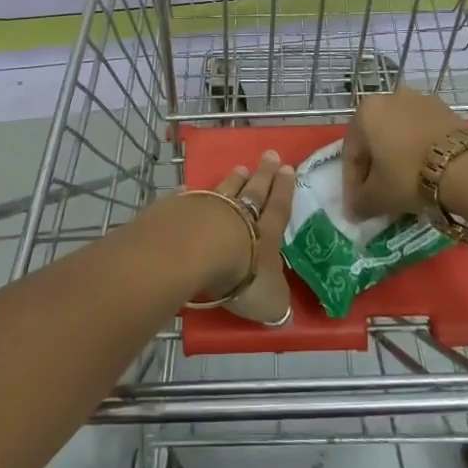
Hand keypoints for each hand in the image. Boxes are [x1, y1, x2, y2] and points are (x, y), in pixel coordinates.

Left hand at [146, 150, 293, 325]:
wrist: (196, 253)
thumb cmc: (242, 278)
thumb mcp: (270, 300)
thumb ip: (276, 302)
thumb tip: (283, 312)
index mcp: (265, 234)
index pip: (279, 208)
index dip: (284, 190)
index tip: (288, 168)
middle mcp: (238, 214)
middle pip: (254, 191)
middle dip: (264, 175)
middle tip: (269, 155)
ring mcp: (208, 207)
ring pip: (224, 189)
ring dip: (233, 179)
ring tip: (240, 168)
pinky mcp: (179, 209)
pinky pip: (188, 198)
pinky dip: (191, 193)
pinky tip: (188, 188)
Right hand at [343, 88, 464, 218]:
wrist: (467, 167)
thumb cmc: (408, 176)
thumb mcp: (377, 197)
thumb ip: (359, 203)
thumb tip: (354, 211)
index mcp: (366, 111)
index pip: (351, 152)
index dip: (352, 183)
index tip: (358, 206)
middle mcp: (390, 97)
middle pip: (376, 140)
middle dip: (376, 168)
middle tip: (380, 196)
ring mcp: (421, 101)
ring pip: (400, 135)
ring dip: (398, 159)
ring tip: (405, 187)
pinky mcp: (448, 110)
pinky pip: (423, 134)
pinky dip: (419, 153)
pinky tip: (426, 175)